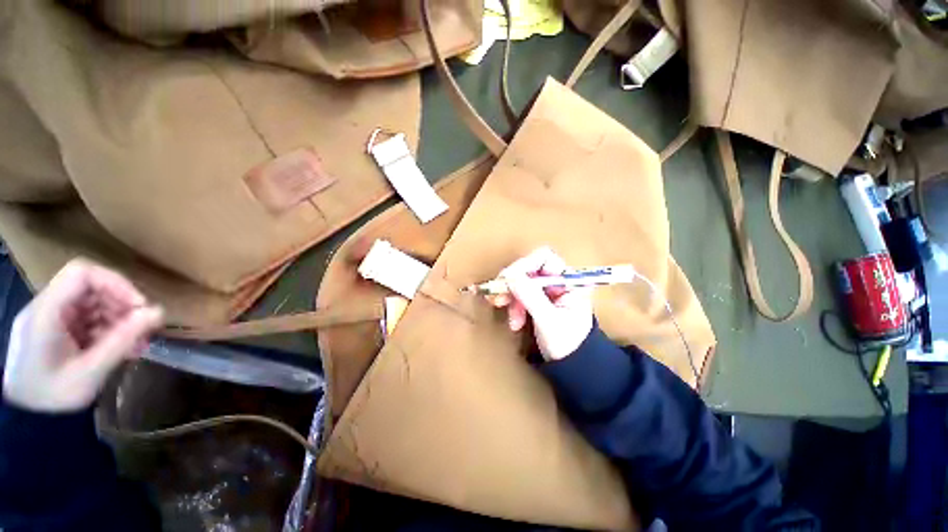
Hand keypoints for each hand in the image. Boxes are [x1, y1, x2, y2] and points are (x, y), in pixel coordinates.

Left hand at [3, 259, 163, 412]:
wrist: (26, 419)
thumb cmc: (53, 396)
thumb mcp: (90, 372)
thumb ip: (123, 340)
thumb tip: (159, 312)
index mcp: (47, 311)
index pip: (83, 273)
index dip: (116, 283)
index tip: (139, 306)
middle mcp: (47, 307)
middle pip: (90, 288)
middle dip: (121, 305)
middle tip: (143, 329)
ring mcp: (50, 319)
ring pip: (92, 304)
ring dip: (118, 319)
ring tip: (136, 344)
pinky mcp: (56, 330)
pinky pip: (87, 319)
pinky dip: (108, 329)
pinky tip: (120, 348)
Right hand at [489, 247, 593, 360]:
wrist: (572, 367)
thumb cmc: (568, 344)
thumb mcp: (548, 320)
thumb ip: (530, 296)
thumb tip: (509, 275)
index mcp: (570, 281)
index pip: (545, 258)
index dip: (524, 265)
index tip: (507, 279)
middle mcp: (559, 281)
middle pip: (529, 269)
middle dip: (513, 285)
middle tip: (499, 297)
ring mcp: (548, 290)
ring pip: (521, 283)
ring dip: (511, 298)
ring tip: (511, 318)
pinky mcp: (538, 300)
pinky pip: (520, 295)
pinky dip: (514, 307)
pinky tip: (515, 323)